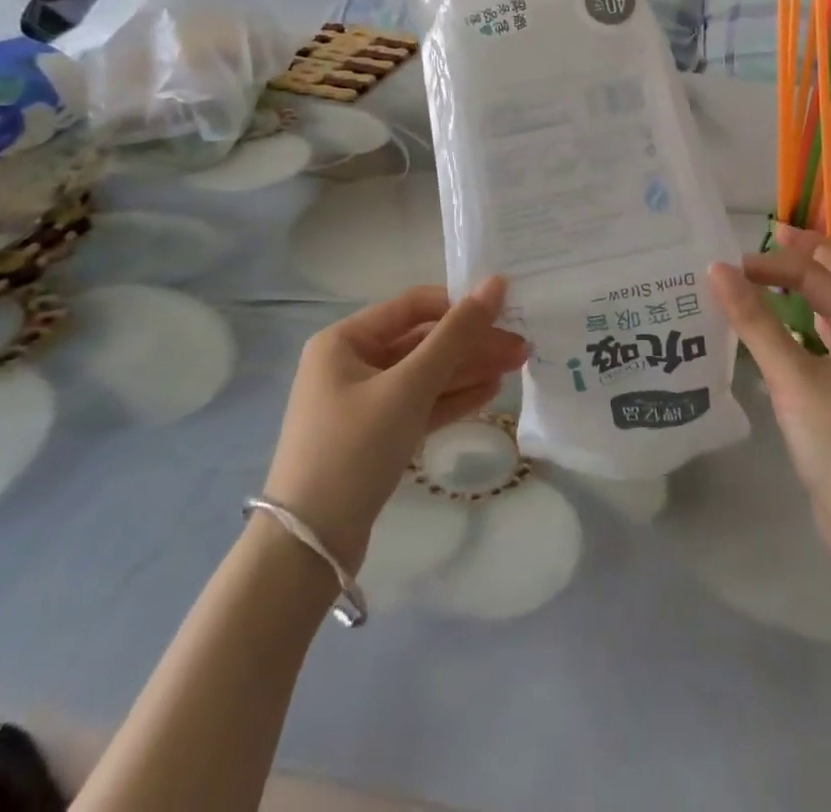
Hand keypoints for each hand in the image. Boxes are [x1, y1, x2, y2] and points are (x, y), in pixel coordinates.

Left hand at [261, 280, 526, 570]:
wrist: (309, 548)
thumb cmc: (354, 448)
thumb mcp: (409, 386)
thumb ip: (456, 334)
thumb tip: (496, 283)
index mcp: (345, 340)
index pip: (414, 306)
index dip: (460, 306)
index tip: (506, 313)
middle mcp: (351, 364)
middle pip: (423, 342)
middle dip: (472, 344)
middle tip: (522, 348)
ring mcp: (363, 402)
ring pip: (425, 375)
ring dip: (469, 370)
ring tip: (517, 367)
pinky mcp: (375, 436)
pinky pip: (419, 405)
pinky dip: (452, 398)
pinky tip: (490, 392)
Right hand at [709, 225, 830, 508]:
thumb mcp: (792, 376)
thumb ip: (755, 322)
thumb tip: (718, 270)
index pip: (814, 274)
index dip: (772, 264)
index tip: (726, 267)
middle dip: (810, 252)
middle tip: (773, 234)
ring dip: (807, 283)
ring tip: (771, 271)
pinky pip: (822, 337)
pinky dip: (800, 319)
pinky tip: (775, 328)